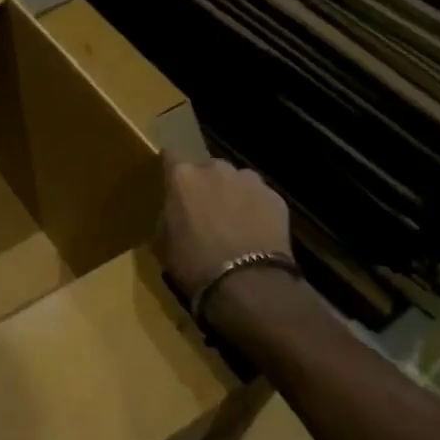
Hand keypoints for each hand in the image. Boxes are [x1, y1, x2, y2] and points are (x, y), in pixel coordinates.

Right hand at [156, 151, 291, 299]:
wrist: (246, 283)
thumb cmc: (194, 263)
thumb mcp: (164, 241)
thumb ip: (168, 216)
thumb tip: (175, 212)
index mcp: (183, 176)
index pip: (171, 156)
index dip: (171, 168)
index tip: (172, 182)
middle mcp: (216, 169)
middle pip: (208, 168)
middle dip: (206, 184)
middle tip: (205, 210)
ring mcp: (249, 180)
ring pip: (237, 180)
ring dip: (233, 193)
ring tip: (235, 220)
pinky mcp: (275, 197)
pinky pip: (261, 197)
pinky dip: (257, 209)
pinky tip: (256, 231)